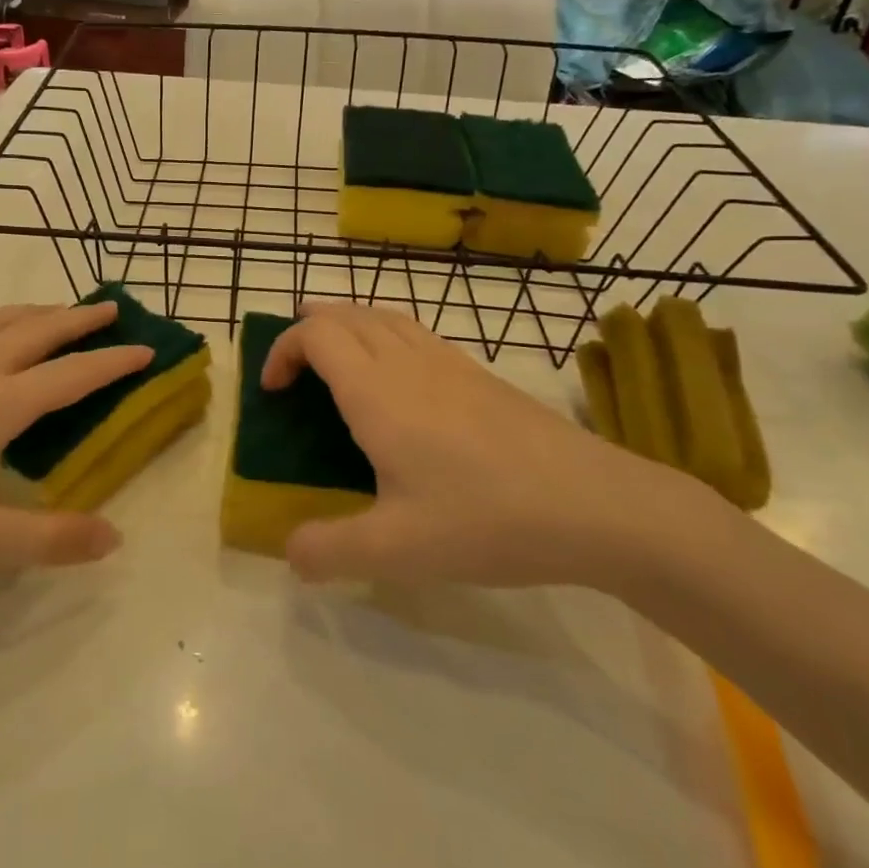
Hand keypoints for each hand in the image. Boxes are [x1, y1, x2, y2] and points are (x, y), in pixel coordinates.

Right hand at [264, 302, 706, 587]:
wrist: (596, 504)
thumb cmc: (487, 519)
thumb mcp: (397, 551)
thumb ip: (330, 551)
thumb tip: (290, 553)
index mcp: (378, 392)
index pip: (315, 335)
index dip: (283, 350)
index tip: (272, 391)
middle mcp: (409, 362)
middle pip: (347, 314)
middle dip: (309, 328)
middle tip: (293, 366)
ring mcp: (450, 362)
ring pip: (385, 316)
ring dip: (348, 324)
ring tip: (336, 356)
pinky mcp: (481, 375)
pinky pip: (417, 333)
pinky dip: (386, 335)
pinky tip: (399, 378)